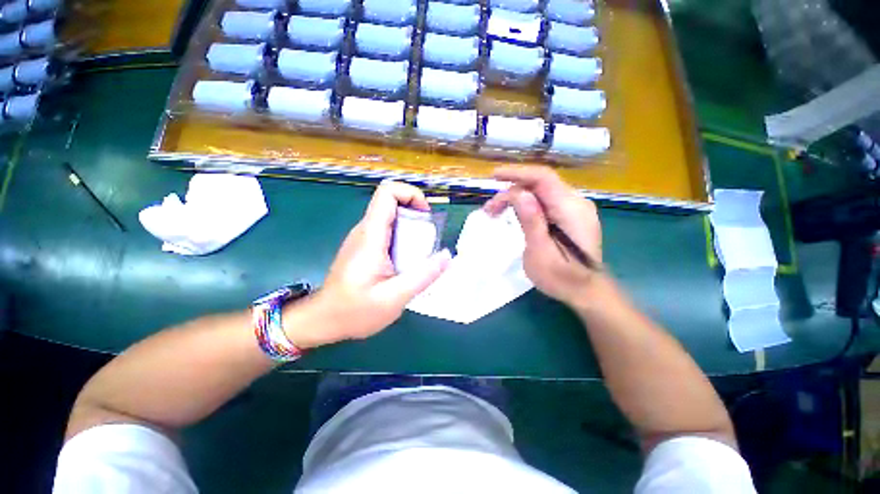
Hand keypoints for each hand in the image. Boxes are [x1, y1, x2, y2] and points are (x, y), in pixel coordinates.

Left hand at [286, 181, 450, 348]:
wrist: (324, 320)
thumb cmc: (354, 311)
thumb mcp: (393, 298)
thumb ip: (422, 276)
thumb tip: (447, 256)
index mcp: (371, 235)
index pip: (387, 193)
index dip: (411, 194)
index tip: (427, 216)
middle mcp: (365, 230)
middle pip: (393, 203)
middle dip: (416, 215)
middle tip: (429, 241)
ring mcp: (364, 238)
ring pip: (392, 218)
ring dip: (412, 229)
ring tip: (422, 254)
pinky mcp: (365, 247)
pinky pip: (388, 232)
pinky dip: (404, 239)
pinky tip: (408, 262)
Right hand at [484, 166, 604, 308]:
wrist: (586, 292)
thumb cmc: (562, 278)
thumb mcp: (540, 253)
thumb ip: (532, 221)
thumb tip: (519, 194)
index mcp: (571, 210)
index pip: (543, 178)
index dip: (517, 173)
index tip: (493, 176)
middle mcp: (576, 202)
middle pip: (539, 184)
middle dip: (511, 191)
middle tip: (490, 210)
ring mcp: (575, 208)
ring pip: (541, 192)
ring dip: (516, 198)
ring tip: (496, 212)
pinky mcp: (570, 216)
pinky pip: (545, 202)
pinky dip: (526, 205)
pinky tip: (514, 214)